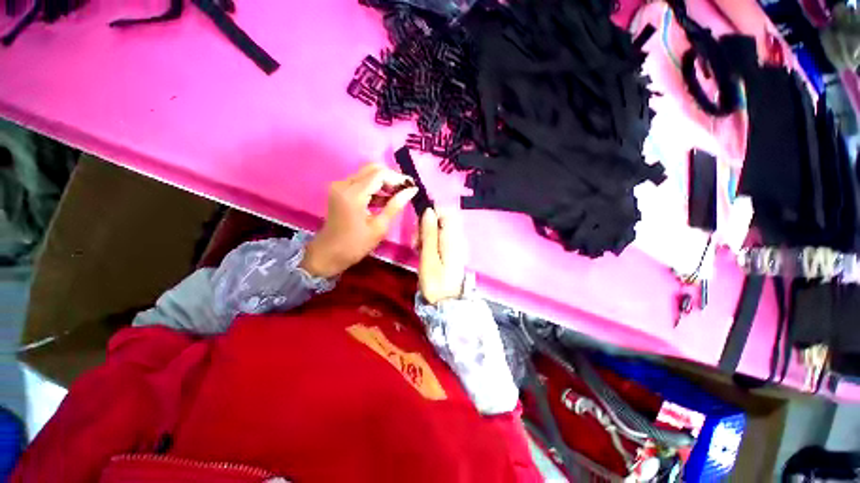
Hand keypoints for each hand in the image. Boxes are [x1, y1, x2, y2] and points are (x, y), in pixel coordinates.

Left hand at [302, 163, 417, 277]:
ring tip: (399, 193)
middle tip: (406, 189)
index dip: (398, 177)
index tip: (412, 185)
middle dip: (391, 177)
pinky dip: (375, 187)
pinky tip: (386, 198)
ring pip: (367, 173)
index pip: (380, 174)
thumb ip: (395, 205)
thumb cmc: (355, 245)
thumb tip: (411, 190)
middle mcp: (344, 184)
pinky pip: (361, 181)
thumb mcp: (379, 227)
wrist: (329, 253)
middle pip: (372, 169)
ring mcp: (340, 186)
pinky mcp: (340, 190)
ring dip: (384, 181)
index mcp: (354, 195)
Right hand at [419, 208, 467, 304]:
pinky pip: (439, 238)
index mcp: (452, 237)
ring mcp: (455, 244)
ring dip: (425, 235)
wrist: (446, 302)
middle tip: (416, 242)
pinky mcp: (451, 250)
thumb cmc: (435, 282)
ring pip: (438, 229)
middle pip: (440, 219)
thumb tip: (429, 210)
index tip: (419, 228)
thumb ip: (429, 233)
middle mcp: (457, 237)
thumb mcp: (428, 257)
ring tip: (418, 249)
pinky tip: (423, 252)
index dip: (430, 214)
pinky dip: (429, 242)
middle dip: (425, 226)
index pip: (446, 211)